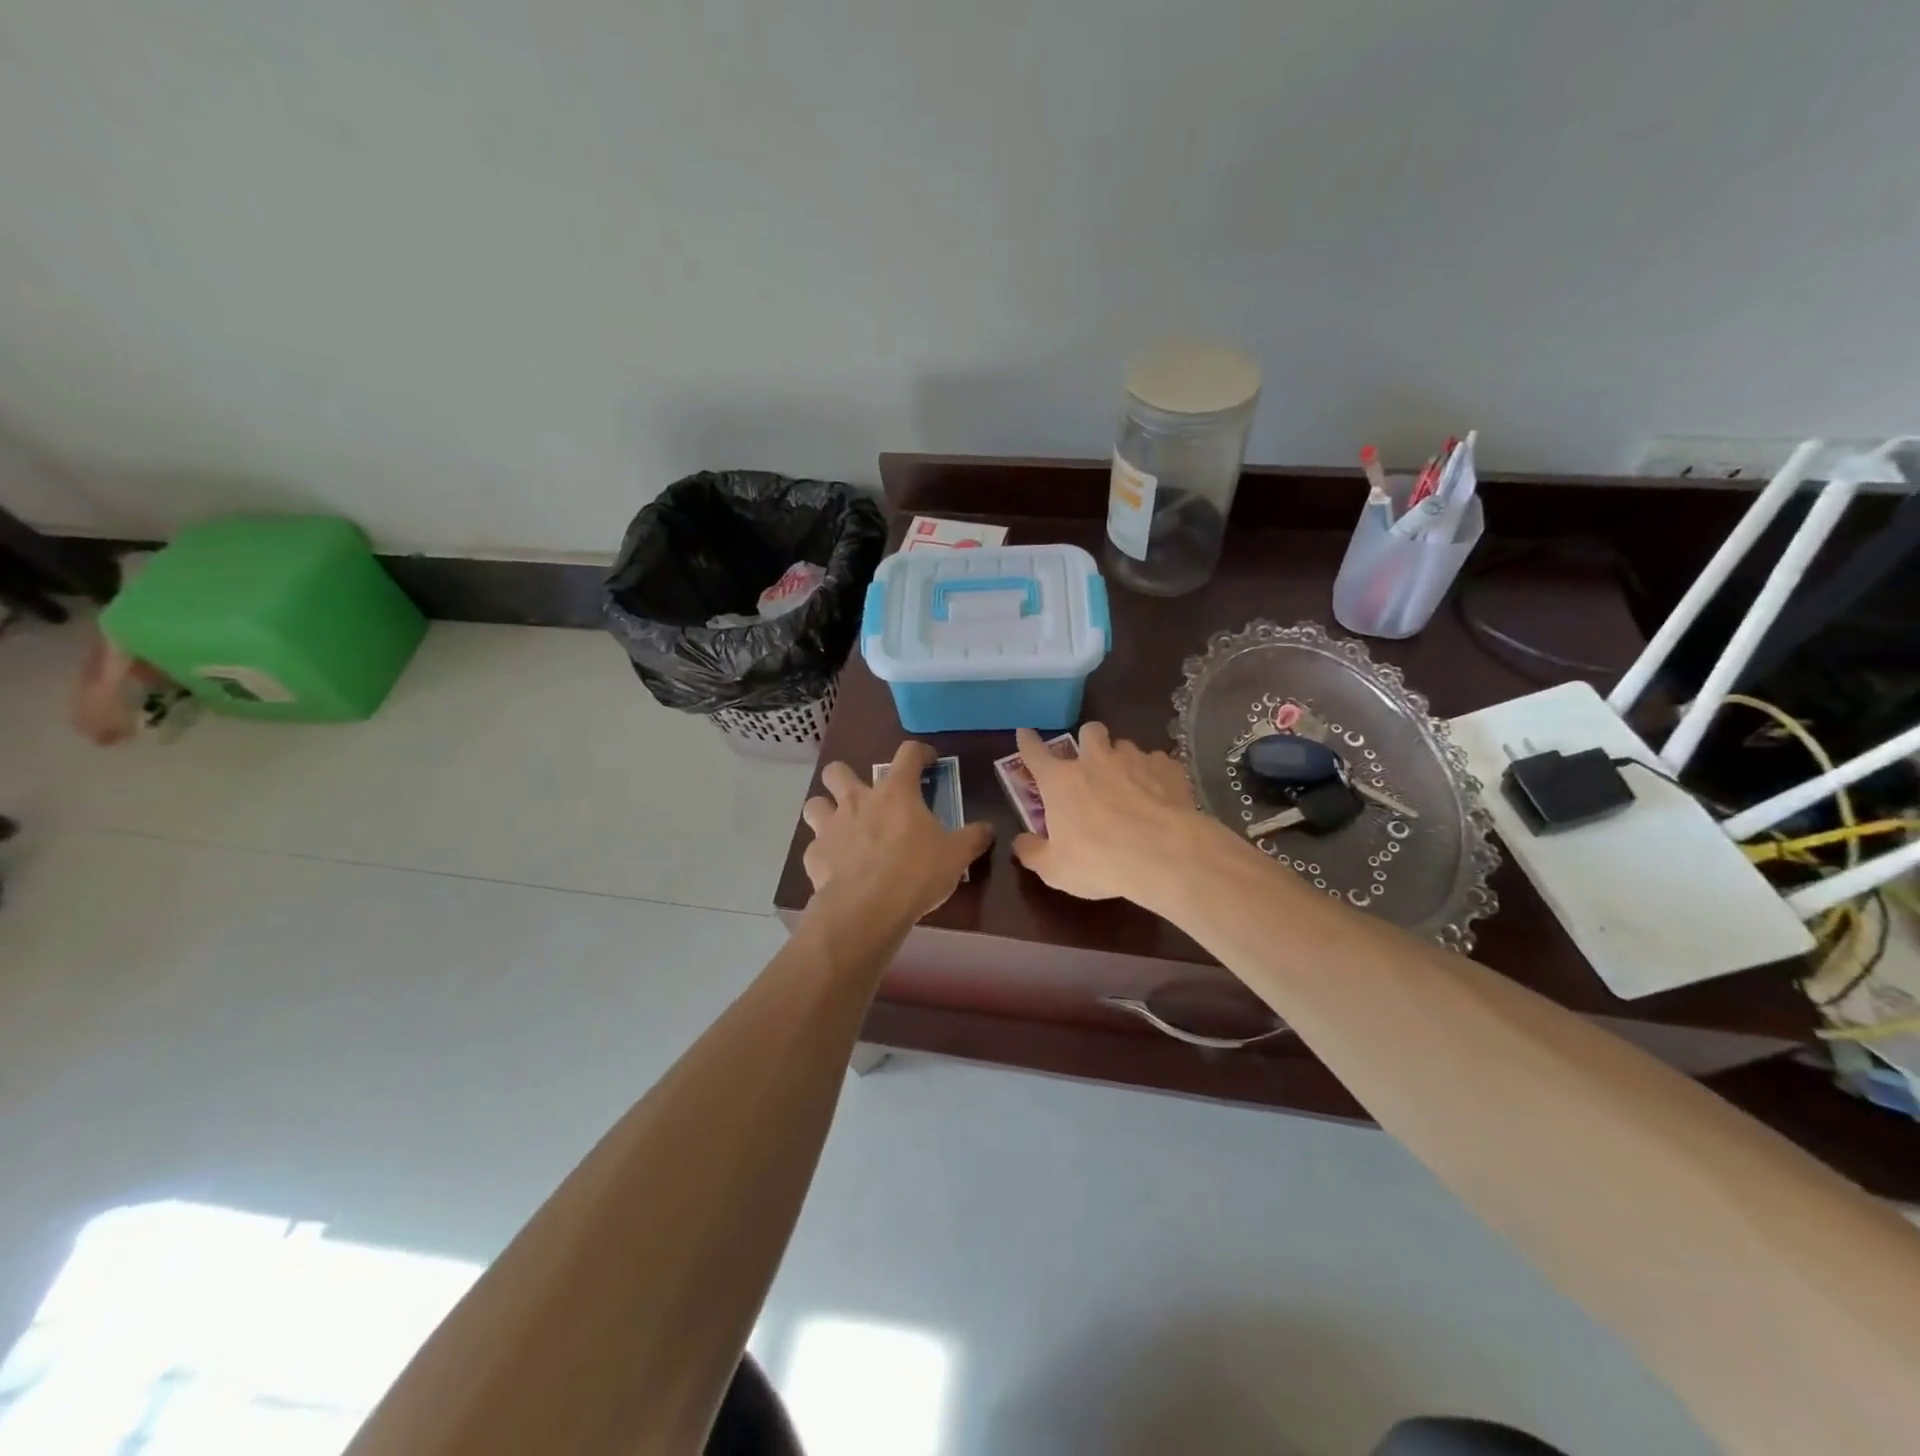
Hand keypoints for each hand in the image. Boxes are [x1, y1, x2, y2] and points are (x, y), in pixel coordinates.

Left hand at [801, 741, 993, 924]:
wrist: (866, 908)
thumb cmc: (916, 873)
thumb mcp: (956, 856)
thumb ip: (973, 838)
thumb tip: (989, 829)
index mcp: (896, 793)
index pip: (907, 754)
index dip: (919, 752)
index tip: (927, 760)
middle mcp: (858, 800)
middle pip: (839, 770)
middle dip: (847, 777)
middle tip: (866, 796)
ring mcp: (831, 826)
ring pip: (815, 803)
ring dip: (825, 810)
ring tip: (841, 826)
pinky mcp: (814, 855)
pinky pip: (814, 846)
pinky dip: (825, 852)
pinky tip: (837, 866)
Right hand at [1010, 723, 1214, 904]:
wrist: (1164, 855)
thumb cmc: (1099, 861)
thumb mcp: (1055, 869)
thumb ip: (1033, 853)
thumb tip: (1020, 843)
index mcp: (1060, 781)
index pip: (1035, 752)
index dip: (1028, 742)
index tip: (1025, 733)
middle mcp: (1095, 760)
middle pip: (1089, 731)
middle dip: (1088, 740)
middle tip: (1091, 762)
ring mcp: (1134, 760)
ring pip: (1125, 745)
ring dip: (1122, 759)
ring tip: (1129, 783)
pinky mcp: (1167, 768)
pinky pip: (1157, 762)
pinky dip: (1154, 774)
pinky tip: (1160, 795)